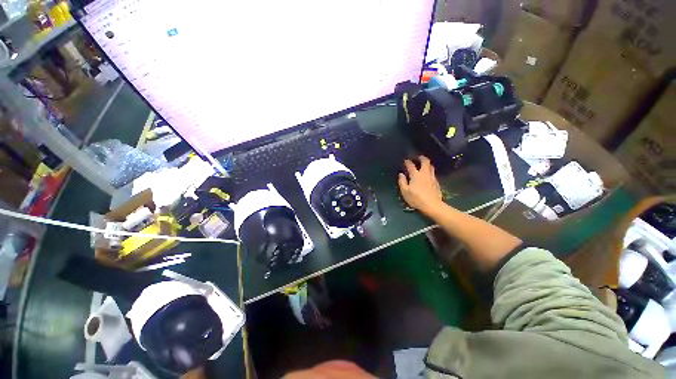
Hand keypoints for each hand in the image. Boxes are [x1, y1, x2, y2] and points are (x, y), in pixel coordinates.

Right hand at [398, 156, 442, 214]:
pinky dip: (429, 171)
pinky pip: (433, 173)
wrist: (432, 205)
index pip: (411, 165)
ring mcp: (432, 177)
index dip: (408, 162)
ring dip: (427, 164)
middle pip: (425, 162)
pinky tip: (427, 175)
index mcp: (416, 175)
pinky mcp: (436, 182)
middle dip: (421, 158)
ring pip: (431, 167)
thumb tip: (401, 174)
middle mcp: (425, 174)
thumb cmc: (416, 198)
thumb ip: (402, 181)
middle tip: (418, 157)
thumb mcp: (405, 191)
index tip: (405, 160)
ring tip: (423, 165)